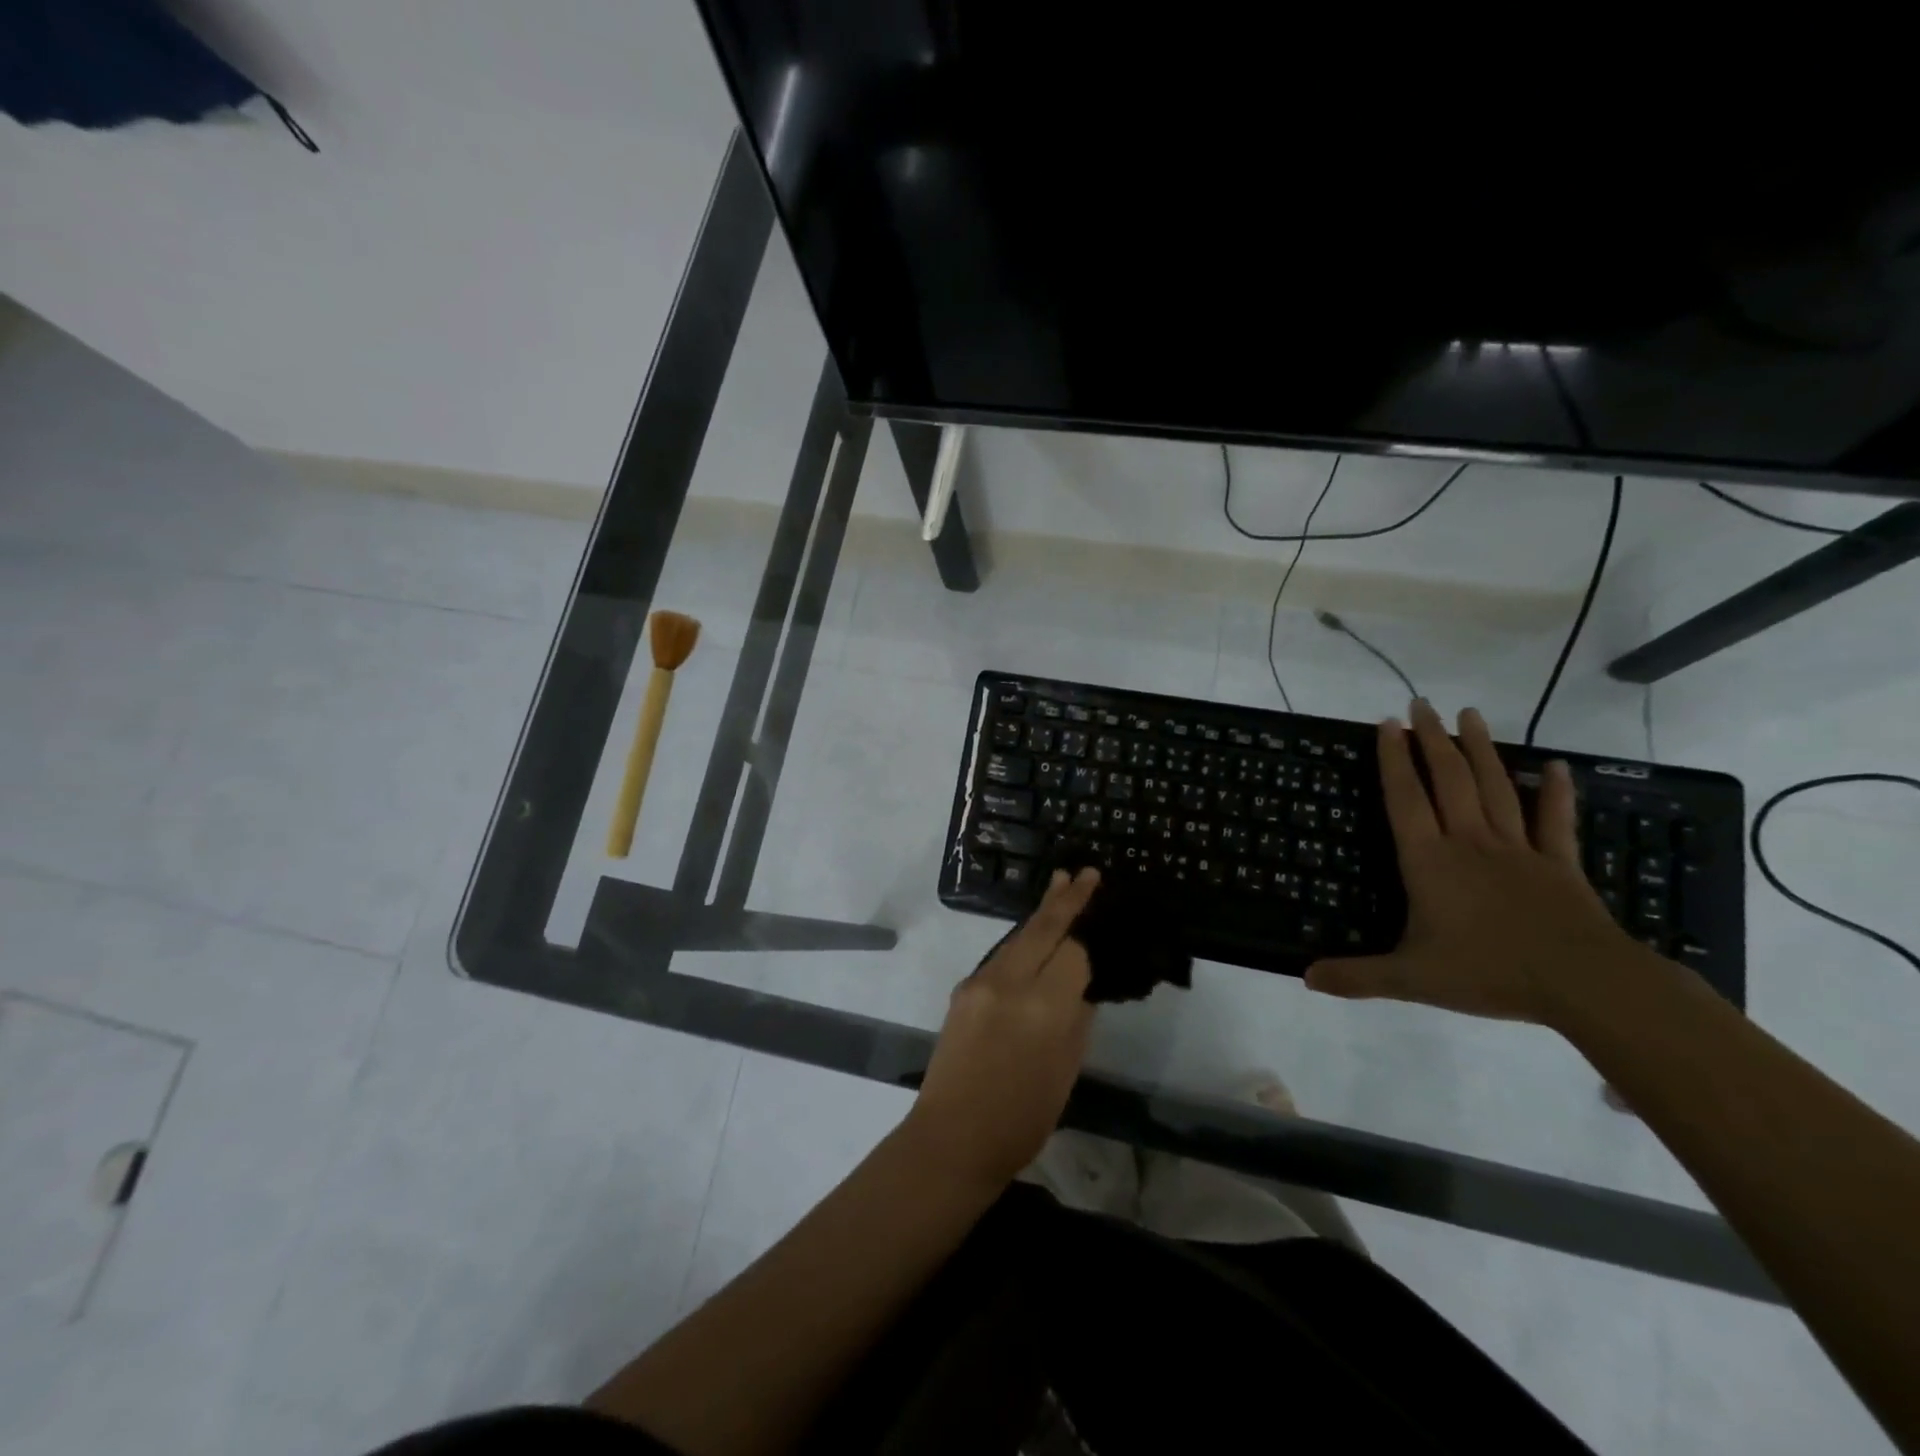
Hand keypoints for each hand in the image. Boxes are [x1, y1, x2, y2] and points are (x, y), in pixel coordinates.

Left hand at [904, 868, 1099, 1188]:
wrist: (952, 1137)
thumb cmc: (1022, 1117)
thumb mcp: (1066, 1070)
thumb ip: (1077, 1019)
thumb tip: (1081, 984)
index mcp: (1042, 1008)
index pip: (1073, 953)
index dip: (1089, 938)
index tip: (1104, 917)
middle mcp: (1008, 983)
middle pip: (1042, 929)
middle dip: (1066, 899)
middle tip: (1085, 872)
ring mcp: (980, 982)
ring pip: (1018, 936)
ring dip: (1042, 912)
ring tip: (1062, 885)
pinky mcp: (963, 988)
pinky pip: (1000, 955)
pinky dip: (1022, 940)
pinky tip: (1034, 936)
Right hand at [1306, 700, 1641, 1024]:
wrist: (1583, 983)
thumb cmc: (1488, 972)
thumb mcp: (1411, 979)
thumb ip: (1357, 976)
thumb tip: (1303, 978)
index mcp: (1429, 861)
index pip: (1405, 799)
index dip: (1393, 760)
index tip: (1387, 724)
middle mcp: (1469, 842)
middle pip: (1449, 780)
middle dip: (1432, 740)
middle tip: (1421, 704)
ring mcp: (1517, 849)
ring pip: (1494, 787)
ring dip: (1480, 749)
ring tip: (1469, 714)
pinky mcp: (1558, 863)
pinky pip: (1554, 820)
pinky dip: (1554, 791)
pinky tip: (1554, 765)